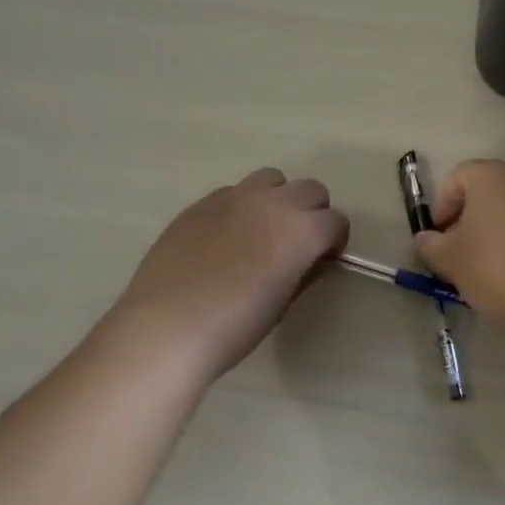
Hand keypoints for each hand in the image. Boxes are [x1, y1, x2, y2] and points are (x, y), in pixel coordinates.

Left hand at [112, 168, 348, 380]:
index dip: (334, 241)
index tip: (322, 259)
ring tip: (262, 230)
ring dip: (277, 199)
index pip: (336, 221)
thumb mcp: (282, 304)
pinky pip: (233, 192)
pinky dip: (241, 206)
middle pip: (310, 189)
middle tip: (297, 243)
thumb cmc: (235, 325)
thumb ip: (303, 272)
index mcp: (302, 230)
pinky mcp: (201, 202)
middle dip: (312, 212)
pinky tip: (224, 237)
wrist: (167, 325)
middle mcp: (273, 202)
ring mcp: (234, 197)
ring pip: (271, 179)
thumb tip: (310, 259)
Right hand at [414, 160, 504, 323]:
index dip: (441, 207)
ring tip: (483, 267)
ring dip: (491, 232)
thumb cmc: (495, 267)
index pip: (456, 178)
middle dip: (466, 220)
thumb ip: (429, 245)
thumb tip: (427, 239)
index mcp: (491, 175)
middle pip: (484, 192)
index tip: (438, 239)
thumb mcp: (448, 259)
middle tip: (457, 253)